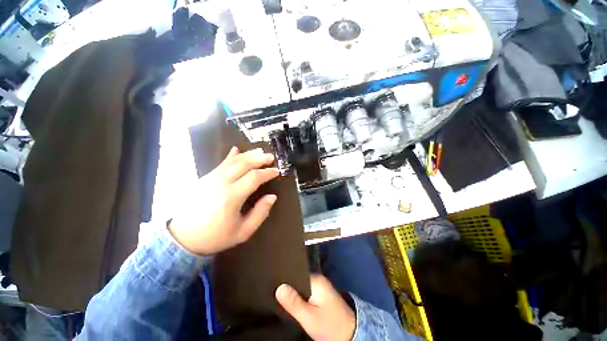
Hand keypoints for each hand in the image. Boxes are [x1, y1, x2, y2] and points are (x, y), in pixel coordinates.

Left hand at [169, 147, 278, 254]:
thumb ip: (260, 213)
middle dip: (260, 159)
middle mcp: (221, 183)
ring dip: (248, 155)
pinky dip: (231, 156)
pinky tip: (236, 149)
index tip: (276, 171)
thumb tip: (272, 197)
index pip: (254, 177)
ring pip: (233, 161)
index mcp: (231, 197)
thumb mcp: (243, 232)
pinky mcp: (205, 178)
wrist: (182, 238)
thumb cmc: (215, 236)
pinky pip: (221, 163)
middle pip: (244, 164)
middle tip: (271, 157)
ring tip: (260, 151)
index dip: (267, 173)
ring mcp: (211, 178)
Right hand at [276, 275, 355, 340]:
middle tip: (273, 287)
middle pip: (299, 278)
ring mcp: (321, 287)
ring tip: (278, 292)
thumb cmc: (329, 325)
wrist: (350, 335)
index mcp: (316, 279)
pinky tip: (291, 299)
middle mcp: (319, 280)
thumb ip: (294, 302)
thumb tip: (279, 287)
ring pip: (302, 285)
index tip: (273, 278)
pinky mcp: (321, 296)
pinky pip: (306, 291)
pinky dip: (299, 295)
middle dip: (288, 284)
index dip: (285, 275)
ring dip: (293, 290)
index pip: (297, 271)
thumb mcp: (309, 317)